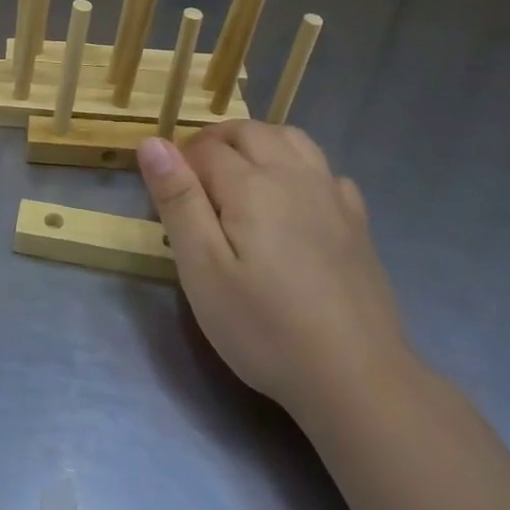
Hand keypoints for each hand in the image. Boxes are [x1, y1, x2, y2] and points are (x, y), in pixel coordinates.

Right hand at [137, 123, 409, 417]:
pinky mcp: (356, 221)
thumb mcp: (202, 270)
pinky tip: (293, 198)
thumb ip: (178, 200)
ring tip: (238, 175)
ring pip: (291, 139)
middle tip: (194, 182)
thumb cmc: (265, 327)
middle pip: (249, 132)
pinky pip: (325, 169)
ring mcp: (331, 195)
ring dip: (258, 142)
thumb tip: (152, 143)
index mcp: (251, 184)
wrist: (356, 377)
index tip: (167, 196)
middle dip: (215, 143)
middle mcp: (293, 175)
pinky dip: (299, 166)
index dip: (179, 162)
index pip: (205, 148)